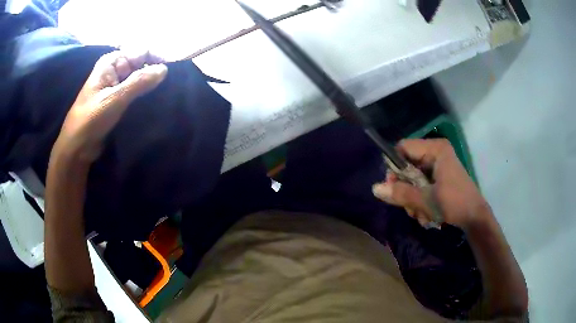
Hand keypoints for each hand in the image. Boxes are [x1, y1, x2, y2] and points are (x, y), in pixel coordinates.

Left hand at [52, 50, 167, 161]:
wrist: (77, 147)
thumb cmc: (91, 119)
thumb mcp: (115, 99)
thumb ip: (139, 82)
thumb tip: (164, 69)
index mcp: (112, 62)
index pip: (141, 52)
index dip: (158, 58)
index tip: (174, 70)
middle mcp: (115, 70)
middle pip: (142, 64)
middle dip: (156, 72)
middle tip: (172, 85)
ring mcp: (116, 86)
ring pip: (139, 79)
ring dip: (151, 85)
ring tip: (167, 93)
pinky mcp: (118, 100)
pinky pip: (135, 93)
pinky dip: (145, 96)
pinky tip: (155, 102)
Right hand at [373, 138, 490, 229]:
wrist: (475, 217)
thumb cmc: (454, 203)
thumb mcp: (426, 200)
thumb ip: (400, 193)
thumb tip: (374, 188)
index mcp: (435, 149)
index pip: (403, 148)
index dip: (394, 166)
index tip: (392, 186)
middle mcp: (436, 153)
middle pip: (407, 165)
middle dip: (406, 189)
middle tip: (409, 207)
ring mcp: (438, 165)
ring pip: (413, 178)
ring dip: (413, 199)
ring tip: (421, 214)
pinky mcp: (440, 177)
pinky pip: (422, 185)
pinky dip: (420, 200)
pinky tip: (426, 214)